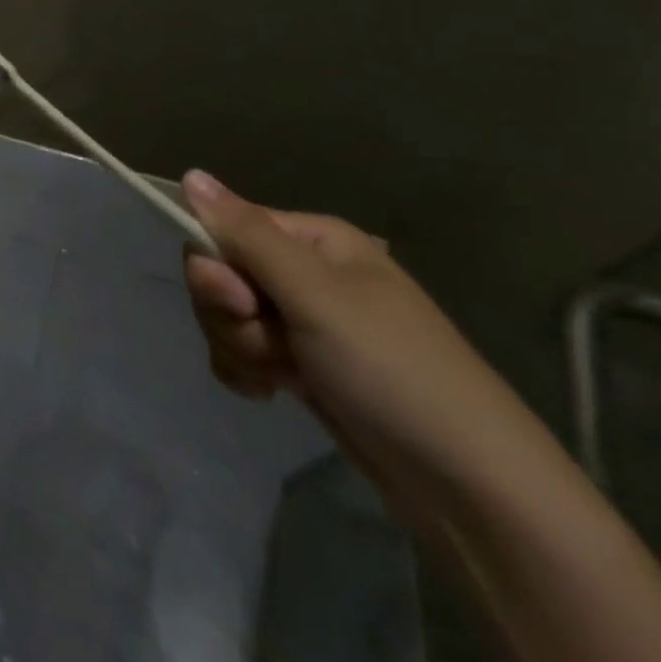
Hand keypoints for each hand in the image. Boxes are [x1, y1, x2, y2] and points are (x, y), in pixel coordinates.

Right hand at [180, 170, 532, 489]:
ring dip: (241, 348)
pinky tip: (272, 394)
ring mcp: (302, 321)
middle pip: (220, 273)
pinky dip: (247, 372)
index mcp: (313, 239)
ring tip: (283, 378)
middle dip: (230, 314)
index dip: (218, 265)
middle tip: (271, 346)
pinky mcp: (301, 366)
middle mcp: (304, 272)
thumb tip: (190, 173)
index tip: (241, 303)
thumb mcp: (314, 294)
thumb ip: (246, 233)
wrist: (470, 488)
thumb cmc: (391, 369)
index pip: (225, 228)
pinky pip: (242, 352)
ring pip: (227, 317)